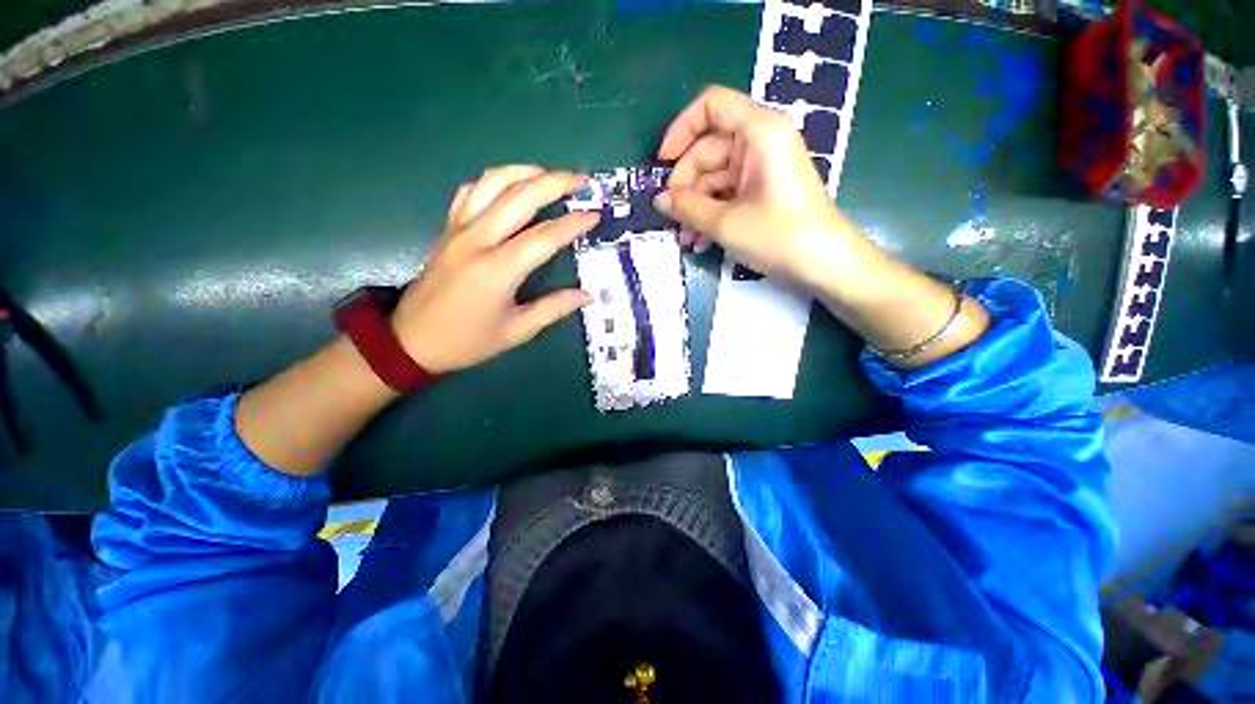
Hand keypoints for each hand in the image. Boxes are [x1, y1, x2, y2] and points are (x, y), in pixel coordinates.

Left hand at [392, 165, 598, 373]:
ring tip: (549, 174)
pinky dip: (493, 181)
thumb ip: (554, 309)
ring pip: (492, 183)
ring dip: (524, 171)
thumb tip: (587, 296)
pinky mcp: (448, 228)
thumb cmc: (468, 340)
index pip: (545, 236)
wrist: (411, 340)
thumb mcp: (516, 331)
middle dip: (555, 182)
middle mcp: (478, 240)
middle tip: (581, 180)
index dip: (573, 223)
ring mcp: (459, 229)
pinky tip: (509, 185)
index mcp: (499, 269)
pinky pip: (470, 191)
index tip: (595, 215)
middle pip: (520, 196)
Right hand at [655, 86, 860, 286]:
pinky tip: (701, 242)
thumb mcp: (725, 222)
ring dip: (696, 208)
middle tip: (672, 217)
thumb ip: (687, 207)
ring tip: (686, 239)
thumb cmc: (778, 235)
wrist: (824, 265)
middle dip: (685, 185)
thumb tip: (659, 200)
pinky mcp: (763, 192)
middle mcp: (761, 142)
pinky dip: (712, 215)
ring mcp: (763, 169)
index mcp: (759, 131)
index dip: (681, 129)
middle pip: (708, 149)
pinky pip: (728, 195)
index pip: (711, 106)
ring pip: (715, 178)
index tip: (662, 164)